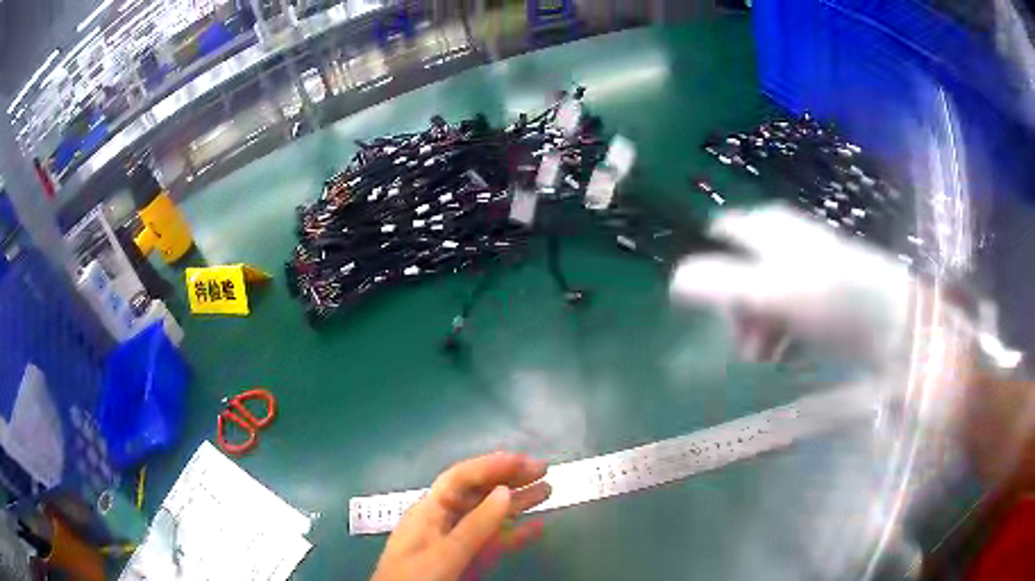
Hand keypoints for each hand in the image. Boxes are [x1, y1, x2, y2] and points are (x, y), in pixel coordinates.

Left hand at [371, 452, 551, 580]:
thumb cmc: (415, 579)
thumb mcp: (443, 554)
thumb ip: (474, 526)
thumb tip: (505, 491)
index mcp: (429, 511)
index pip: (460, 479)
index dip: (490, 465)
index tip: (522, 460)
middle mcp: (444, 520)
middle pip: (478, 493)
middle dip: (508, 479)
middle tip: (543, 469)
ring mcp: (458, 542)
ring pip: (490, 515)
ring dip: (517, 502)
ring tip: (547, 490)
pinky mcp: (468, 561)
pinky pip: (495, 542)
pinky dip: (516, 534)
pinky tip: (538, 527)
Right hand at [670, 203, 912, 367]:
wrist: (893, 321)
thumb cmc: (831, 299)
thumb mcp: (769, 290)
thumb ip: (719, 283)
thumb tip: (673, 279)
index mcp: (767, 227)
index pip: (719, 233)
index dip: (707, 266)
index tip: (706, 306)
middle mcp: (782, 239)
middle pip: (739, 267)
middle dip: (735, 307)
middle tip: (743, 341)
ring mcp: (803, 266)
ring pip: (761, 292)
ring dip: (755, 325)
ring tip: (765, 355)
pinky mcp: (820, 292)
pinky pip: (785, 309)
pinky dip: (779, 330)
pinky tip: (785, 352)